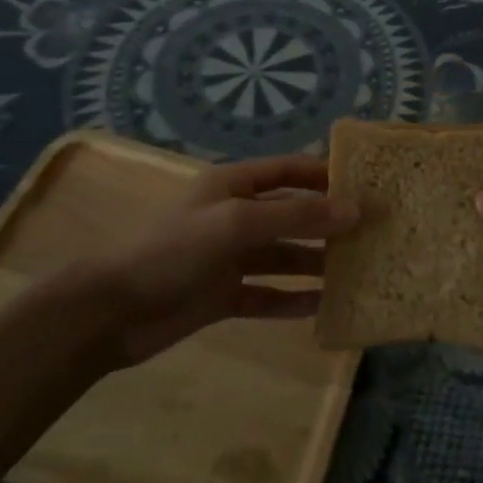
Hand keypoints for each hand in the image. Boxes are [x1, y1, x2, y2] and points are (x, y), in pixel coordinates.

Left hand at [77, 154, 357, 367]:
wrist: (110, 311)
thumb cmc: (173, 250)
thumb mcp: (237, 224)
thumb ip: (296, 217)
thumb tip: (355, 209)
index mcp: (234, 185)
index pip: (289, 170)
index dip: (325, 174)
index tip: (367, 185)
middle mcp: (235, 216)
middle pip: (291, 215)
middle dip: (328, 223)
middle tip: (372, 234)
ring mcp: (228, 258)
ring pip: (283, 256)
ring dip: (315, 263)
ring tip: (357, 272)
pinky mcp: (222, 296)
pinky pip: (266, 294)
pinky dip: (291, 299)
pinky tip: (322, 307)